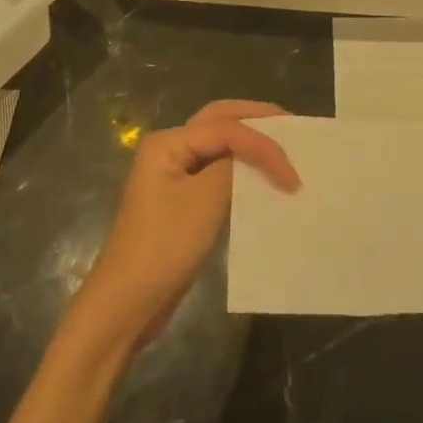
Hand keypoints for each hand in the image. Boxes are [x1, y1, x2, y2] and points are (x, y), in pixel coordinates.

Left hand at [74, 100, 298, 353]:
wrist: (129, 302)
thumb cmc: (165, 247)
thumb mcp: (205, 202)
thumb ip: (234, 168)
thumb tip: (257, 155)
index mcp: (168, 142)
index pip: (226, 128)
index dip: (264, 145)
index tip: (294, 175)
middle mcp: (169, 149)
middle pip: (219, 121)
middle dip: (256, 120)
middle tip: (293, 125)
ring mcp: (173, 174)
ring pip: (219, 144)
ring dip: (250, 142)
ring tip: (284, 145)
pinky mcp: (181, 199)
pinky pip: (217, 170)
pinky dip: (242, 168)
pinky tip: (263, 177)